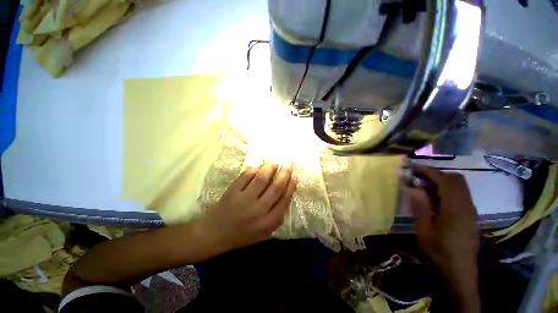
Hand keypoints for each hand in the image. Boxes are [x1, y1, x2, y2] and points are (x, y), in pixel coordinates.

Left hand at [199, 164, 296, 251]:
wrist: (216, 234)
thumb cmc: (243, 234)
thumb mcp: (264, 233)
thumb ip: (277, 216)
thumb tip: (286, 194)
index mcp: (268, 222)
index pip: (284, 200)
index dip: (291, 186)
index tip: (295, 176)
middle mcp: (258, 211)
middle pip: (275, 188)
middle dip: (284, 174)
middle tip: (288, 165)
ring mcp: (244, 200)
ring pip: (261, 179)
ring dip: (270, 168)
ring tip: (274, 163)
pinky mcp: (233, 192)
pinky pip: (246, 176)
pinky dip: (253, 170)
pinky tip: (257, 168)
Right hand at [409, 166, 478, 267]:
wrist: (460, 271)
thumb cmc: (439, 251)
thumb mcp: (424, 231)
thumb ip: (420, 207)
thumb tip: (415, 187)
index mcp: (455, 209)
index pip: (445, 180)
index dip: (429, 171)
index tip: (414, 169)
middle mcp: (467, 205)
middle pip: (456, 179)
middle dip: (437, 174)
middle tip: (419, 178)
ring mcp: (471, 210)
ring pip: (460, 186)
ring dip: (442, 181)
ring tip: (425, 188)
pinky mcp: (471, 215)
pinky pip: (461, 194)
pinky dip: (448, 190)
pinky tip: (436, 200)